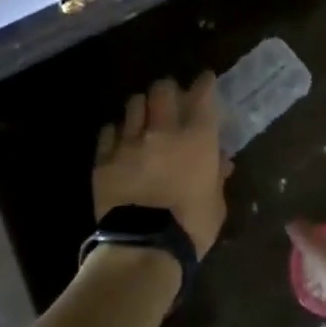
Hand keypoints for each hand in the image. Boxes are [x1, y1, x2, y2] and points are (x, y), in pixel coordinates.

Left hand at [93, 73, 227, 257]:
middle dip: (168, 89)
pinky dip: (117, 131)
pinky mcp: (105, 158)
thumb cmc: (191, 226)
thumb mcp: (216, 201)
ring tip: (143, 116)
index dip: (204, 83)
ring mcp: (130, 142)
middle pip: (162, 90)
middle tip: (170, 98)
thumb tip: (220, 159)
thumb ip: (217, 174)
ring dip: (141, 107)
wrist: (144, 247)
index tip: (205, 80)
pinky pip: (109, 131)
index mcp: (197, 138)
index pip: (202, 95)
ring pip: (133, 104)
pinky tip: (120, 139)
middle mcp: (163, 131)